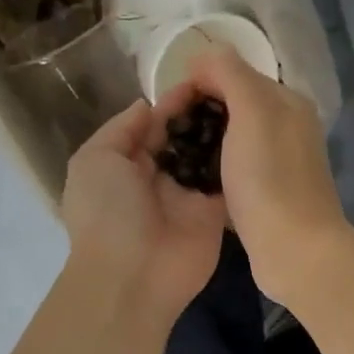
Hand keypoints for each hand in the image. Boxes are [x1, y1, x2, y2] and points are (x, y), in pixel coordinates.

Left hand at [60, 97, 227, 323]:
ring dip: (224, 133)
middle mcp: (158, 177)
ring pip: (208, 157)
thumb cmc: (107, 212)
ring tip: (249, 101)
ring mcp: (188, 196)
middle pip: (184, 138)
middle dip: (203, 114)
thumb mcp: (95, 160)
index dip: (173, 102)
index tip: (201, 77)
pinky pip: (227, 181)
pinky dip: (239, 161)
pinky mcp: (213, 214)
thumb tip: (147, 106)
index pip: (153, 126)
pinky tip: (258, 133)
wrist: (133, 276)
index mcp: (125, 163)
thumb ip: (122, 129)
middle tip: (232, 85)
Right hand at [180, 51, 350, 304]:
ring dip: (201, 145)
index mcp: (286, 101)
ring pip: (229, 140)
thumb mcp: (251, 111)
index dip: (197, 83)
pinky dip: (211, 172)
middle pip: (230, 107)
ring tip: (172, 159)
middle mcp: (286, 127)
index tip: (168, 109)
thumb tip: (203, 58)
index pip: (232, 73)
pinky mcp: (266, 195)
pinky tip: (191, 184)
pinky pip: (231, 171)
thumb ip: (229, 73)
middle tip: (165, 136)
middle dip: (196, 114)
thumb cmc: (269, 178)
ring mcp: (277, 163)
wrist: (294, 250)